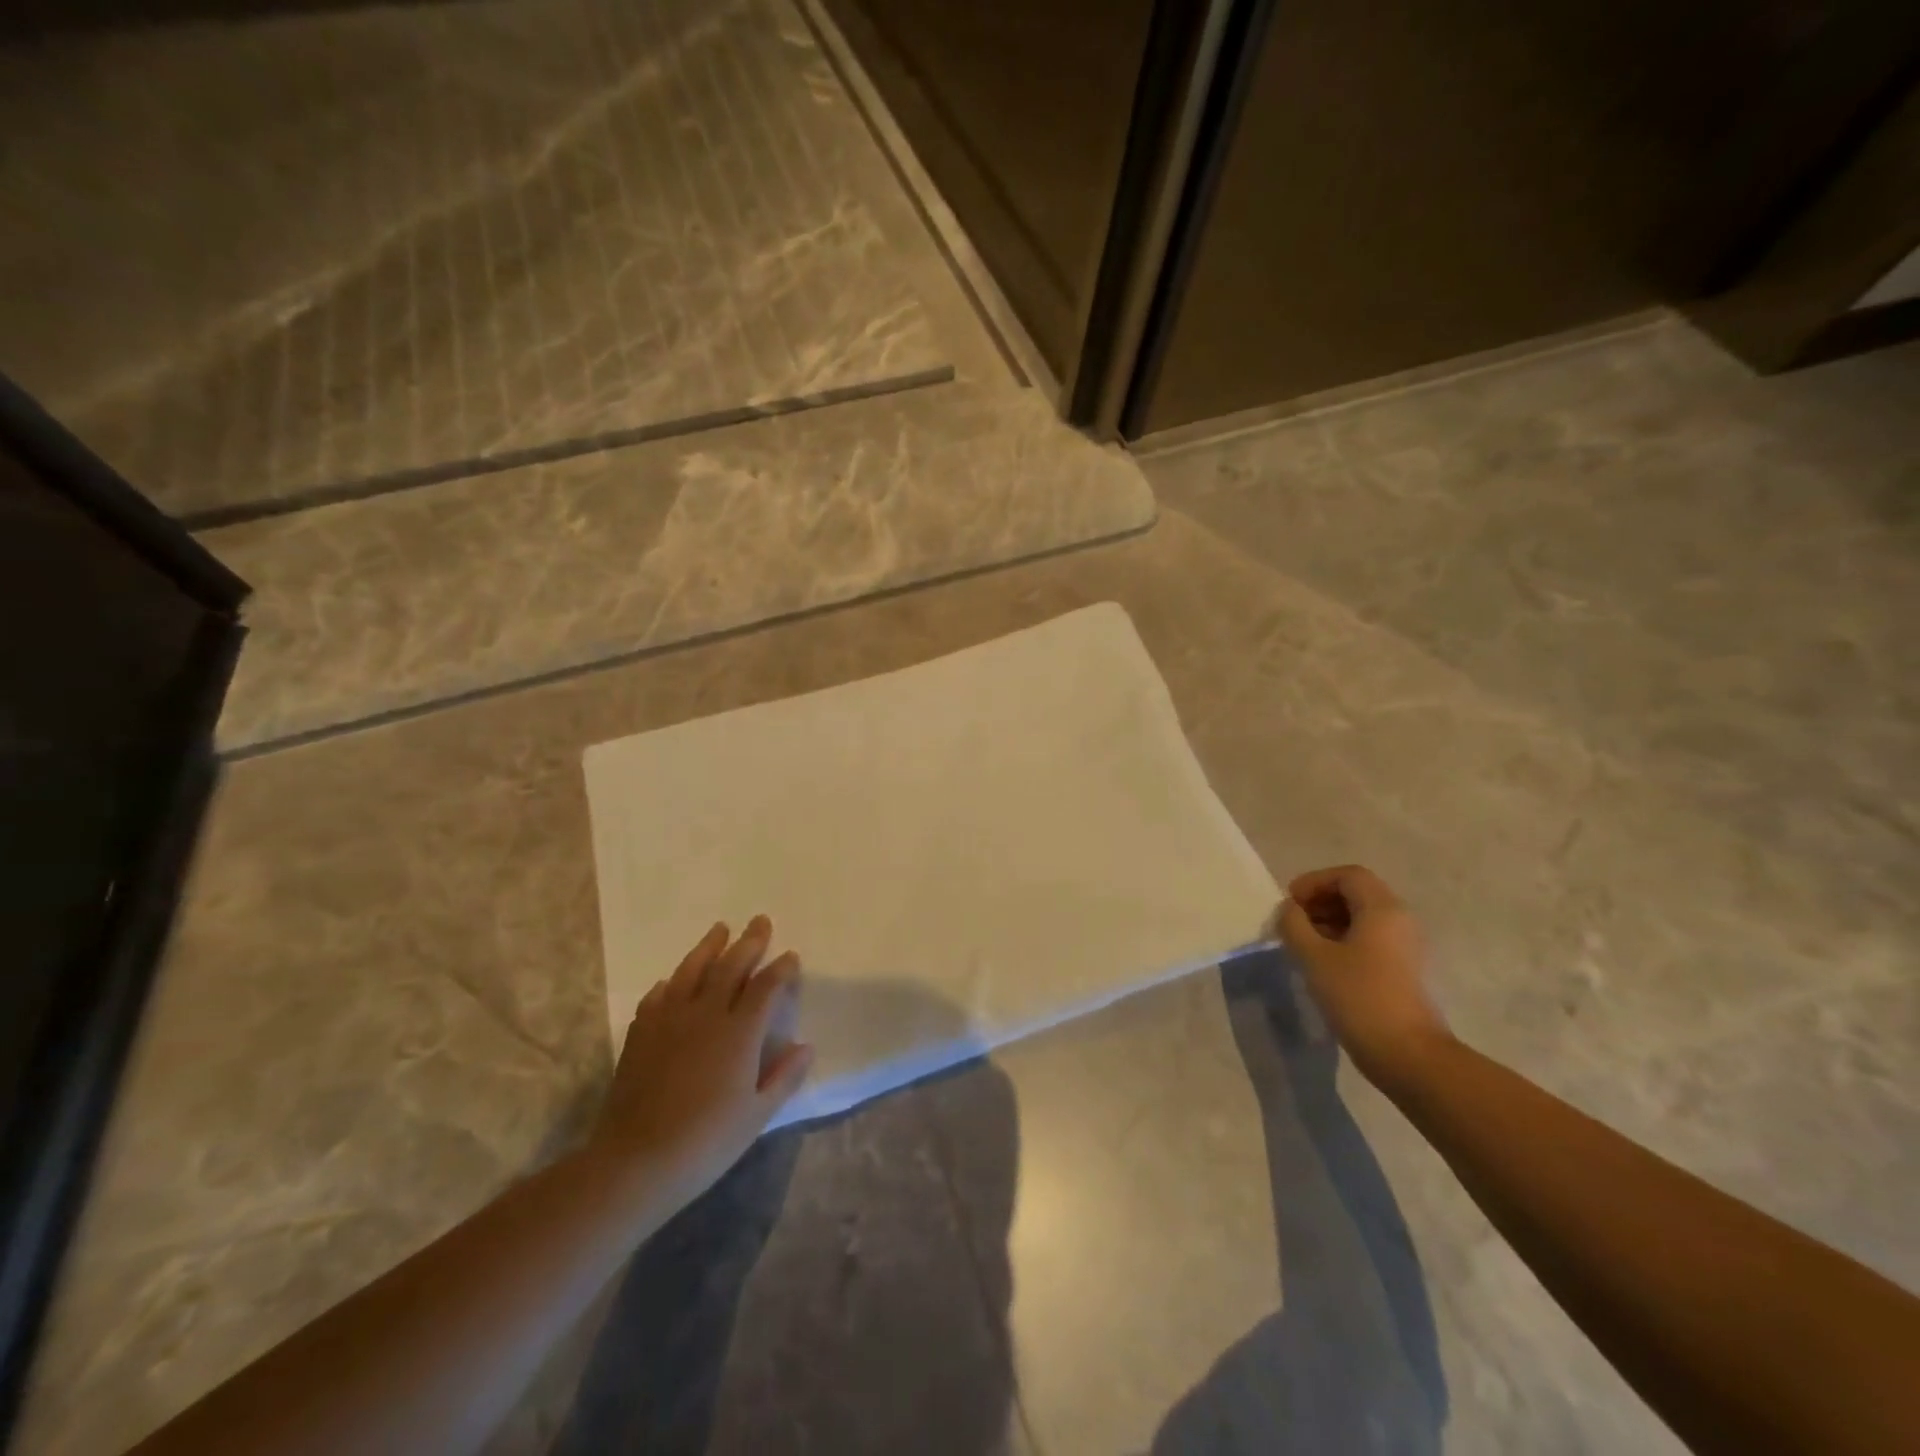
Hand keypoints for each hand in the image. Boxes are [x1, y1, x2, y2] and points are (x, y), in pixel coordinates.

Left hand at [592, 916, 812, 1199]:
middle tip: (760, 921)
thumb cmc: (706, 1142)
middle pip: (730, 967)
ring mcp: (669, 1021)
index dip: (781, 969)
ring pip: (692, 971)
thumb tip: (806, 1046)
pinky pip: (658, 996)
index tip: (791, 956)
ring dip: (709, 947)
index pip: (765, 987)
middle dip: (749, 942)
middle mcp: (705, 1015)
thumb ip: (784, 1077)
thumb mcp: (757, 1116)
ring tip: (720, 929)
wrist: (636, 1162)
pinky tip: (673, 980)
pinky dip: (671, 982)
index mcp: (739, 1033)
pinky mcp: (641, 1034)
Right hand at [1276, 865, 1451, 1090]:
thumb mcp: (1313, 957)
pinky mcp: (1405, 970)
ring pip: (1364, 917)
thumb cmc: (1358, 997)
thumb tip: (1290, 910)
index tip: (1290, 903)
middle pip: (1357, 893)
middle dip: (1320, 901)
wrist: (1409, 1055)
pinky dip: (1344, 940)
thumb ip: (1294, 925)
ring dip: (1330, 921)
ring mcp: (1406, 946)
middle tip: (1292, 922)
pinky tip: (1324, 964)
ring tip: (1303, 943)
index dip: (1314, 882)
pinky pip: (1372, 939)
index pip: (1347, 875)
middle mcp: (1400, 920)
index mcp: (1382, 909)